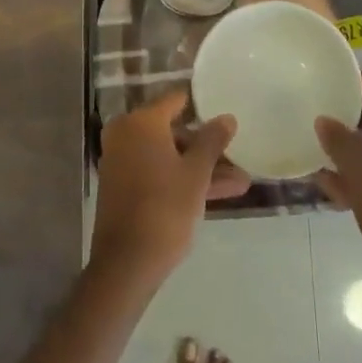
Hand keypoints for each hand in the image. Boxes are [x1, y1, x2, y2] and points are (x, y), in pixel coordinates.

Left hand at [91, 94, 247, 287]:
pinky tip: (217, 194)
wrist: (127, 263)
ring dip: (200, 167)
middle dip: (206, 146)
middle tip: (237, 156)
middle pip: (172, 131)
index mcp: (141, 122)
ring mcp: (121, 160)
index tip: (224, 113)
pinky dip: (181, 178)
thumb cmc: (165, 208)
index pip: (175, 100)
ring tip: (240, 182)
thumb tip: (227, 117)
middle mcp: (126, 133)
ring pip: (168, 155)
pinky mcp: (122, 186)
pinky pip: (156, 171)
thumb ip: (212, 141)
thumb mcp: (196, 174)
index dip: (201, 106)